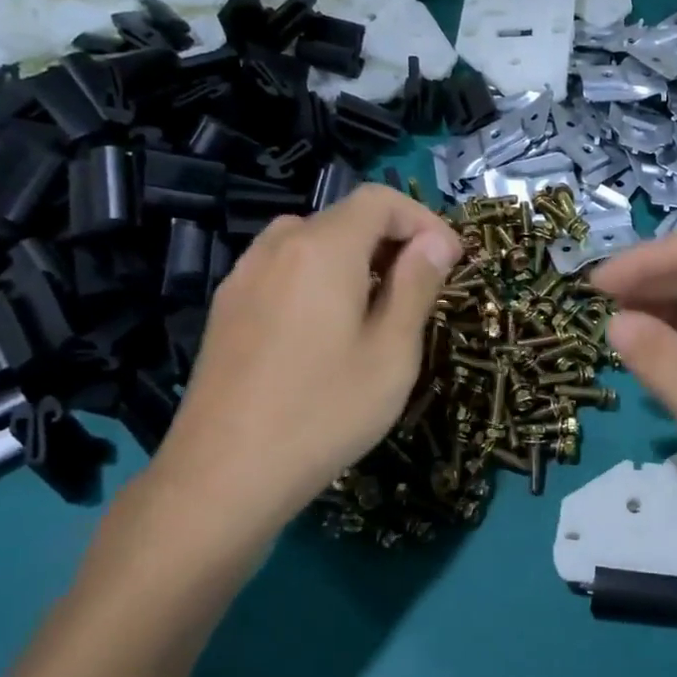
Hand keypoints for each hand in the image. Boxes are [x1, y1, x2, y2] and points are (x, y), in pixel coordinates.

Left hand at [138, 185, 460, 562]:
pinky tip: (326, 332)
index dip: (424, 221)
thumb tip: (436, 241)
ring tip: (377, 309)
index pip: (380, 200)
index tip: (452, 262)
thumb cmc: (325, 412)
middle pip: (343, 218)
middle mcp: (276, 248)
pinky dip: (318, 280)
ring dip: (354, 260)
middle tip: (422, 290)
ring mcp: (243, 278)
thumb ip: (417, 286)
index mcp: (322, 249)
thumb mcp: (392, 352)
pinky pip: (282, 272)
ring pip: (310, 243)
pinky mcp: (226, 311)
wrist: (224, 475)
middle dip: (392, 241)